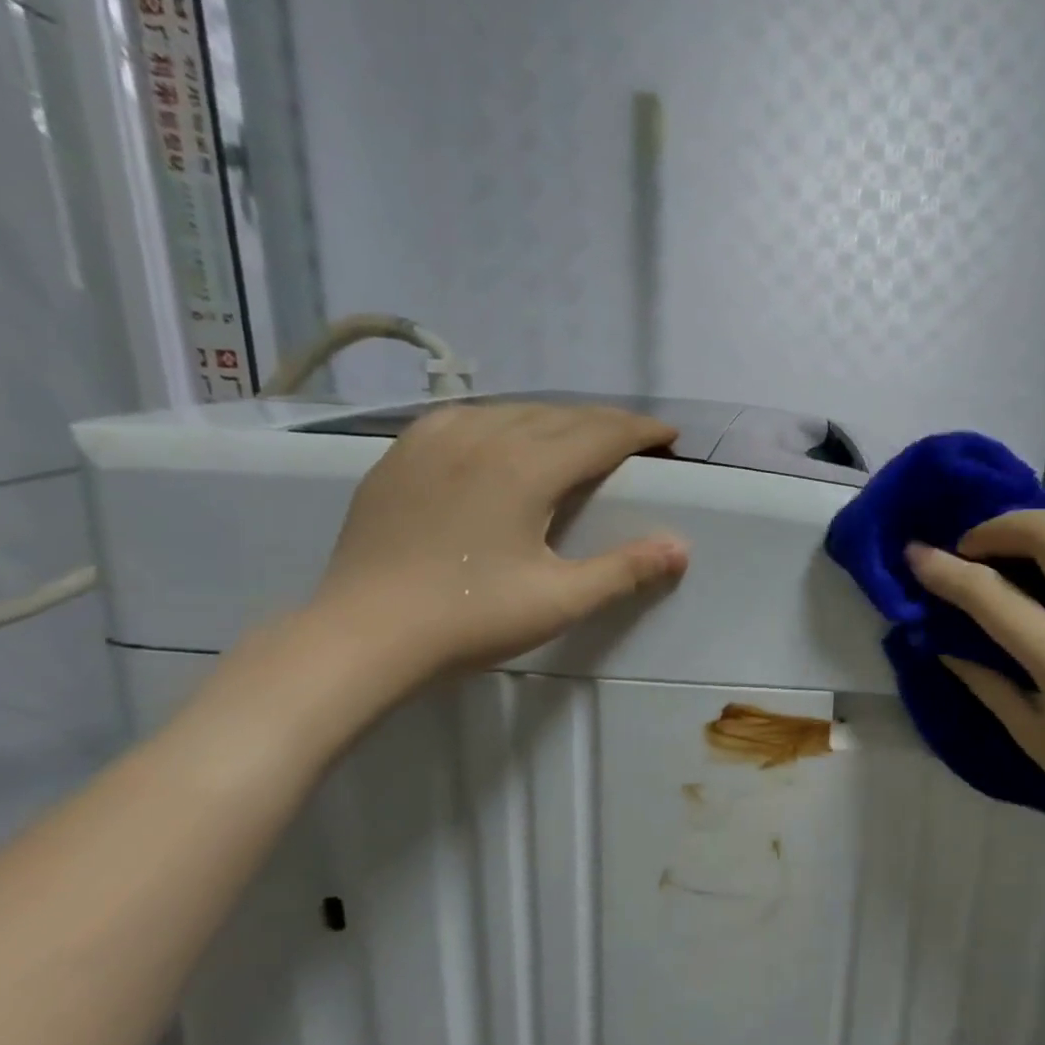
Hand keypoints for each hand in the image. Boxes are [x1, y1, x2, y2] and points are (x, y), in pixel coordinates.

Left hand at [306, 402, 688, 693]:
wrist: (364, 633)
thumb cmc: (470, 618)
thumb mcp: (560, 601)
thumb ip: (624, 570)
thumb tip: (680, 548)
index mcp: (525, 468)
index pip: (599, 434)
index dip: (639, 431)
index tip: (669, 436)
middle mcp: (482, 437)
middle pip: (559, 415)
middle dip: (605, 422)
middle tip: (635, 438)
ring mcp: (434, 440)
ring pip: (512, 411)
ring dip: (556, 419)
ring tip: (579, 437)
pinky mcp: (401, 454)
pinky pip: (467, 418)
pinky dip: (503, 421)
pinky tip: (503, 438)